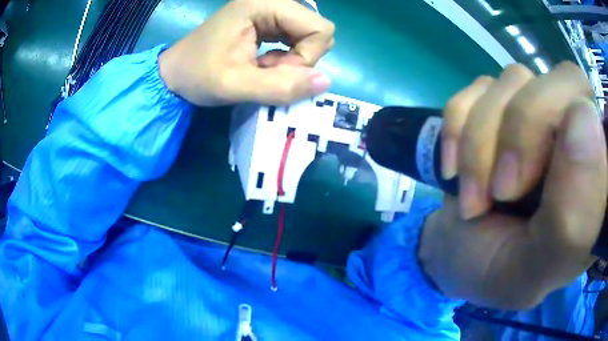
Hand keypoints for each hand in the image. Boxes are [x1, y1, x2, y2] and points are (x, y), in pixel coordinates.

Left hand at [158, 0, 333, 106]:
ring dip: (292, 61)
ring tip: (261, 69)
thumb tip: (325, 82)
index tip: (276, 72)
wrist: (174, 73)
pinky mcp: (267, 20)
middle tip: (267, 71)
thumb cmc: (198, 75)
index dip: (307, 57)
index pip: (319, 28)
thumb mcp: (235, 85)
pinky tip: (262, 64)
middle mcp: (272, 1)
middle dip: (300, 59)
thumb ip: (281, 86)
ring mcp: (270, 10)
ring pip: (309, 37)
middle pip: (317, 30)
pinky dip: (286, 58)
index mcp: (264, 4)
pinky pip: (296, 39)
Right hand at [419, 63, 606, 308]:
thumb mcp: (534, 273)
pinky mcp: (495, 106)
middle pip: (554, 81)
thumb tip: (583, 117)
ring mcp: (533, 113)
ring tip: (473, 199)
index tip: (521, 188)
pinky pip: (473, 90)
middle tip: (500, 191)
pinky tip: (454, 169)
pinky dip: (456, 130)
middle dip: (519, 131)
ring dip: (480, 143)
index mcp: (593, 176)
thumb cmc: (500, 272)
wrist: (458, 258)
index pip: (586, 104)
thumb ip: (573, 224)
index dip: (557, 128)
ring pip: (511, 81)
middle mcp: (571, 132)